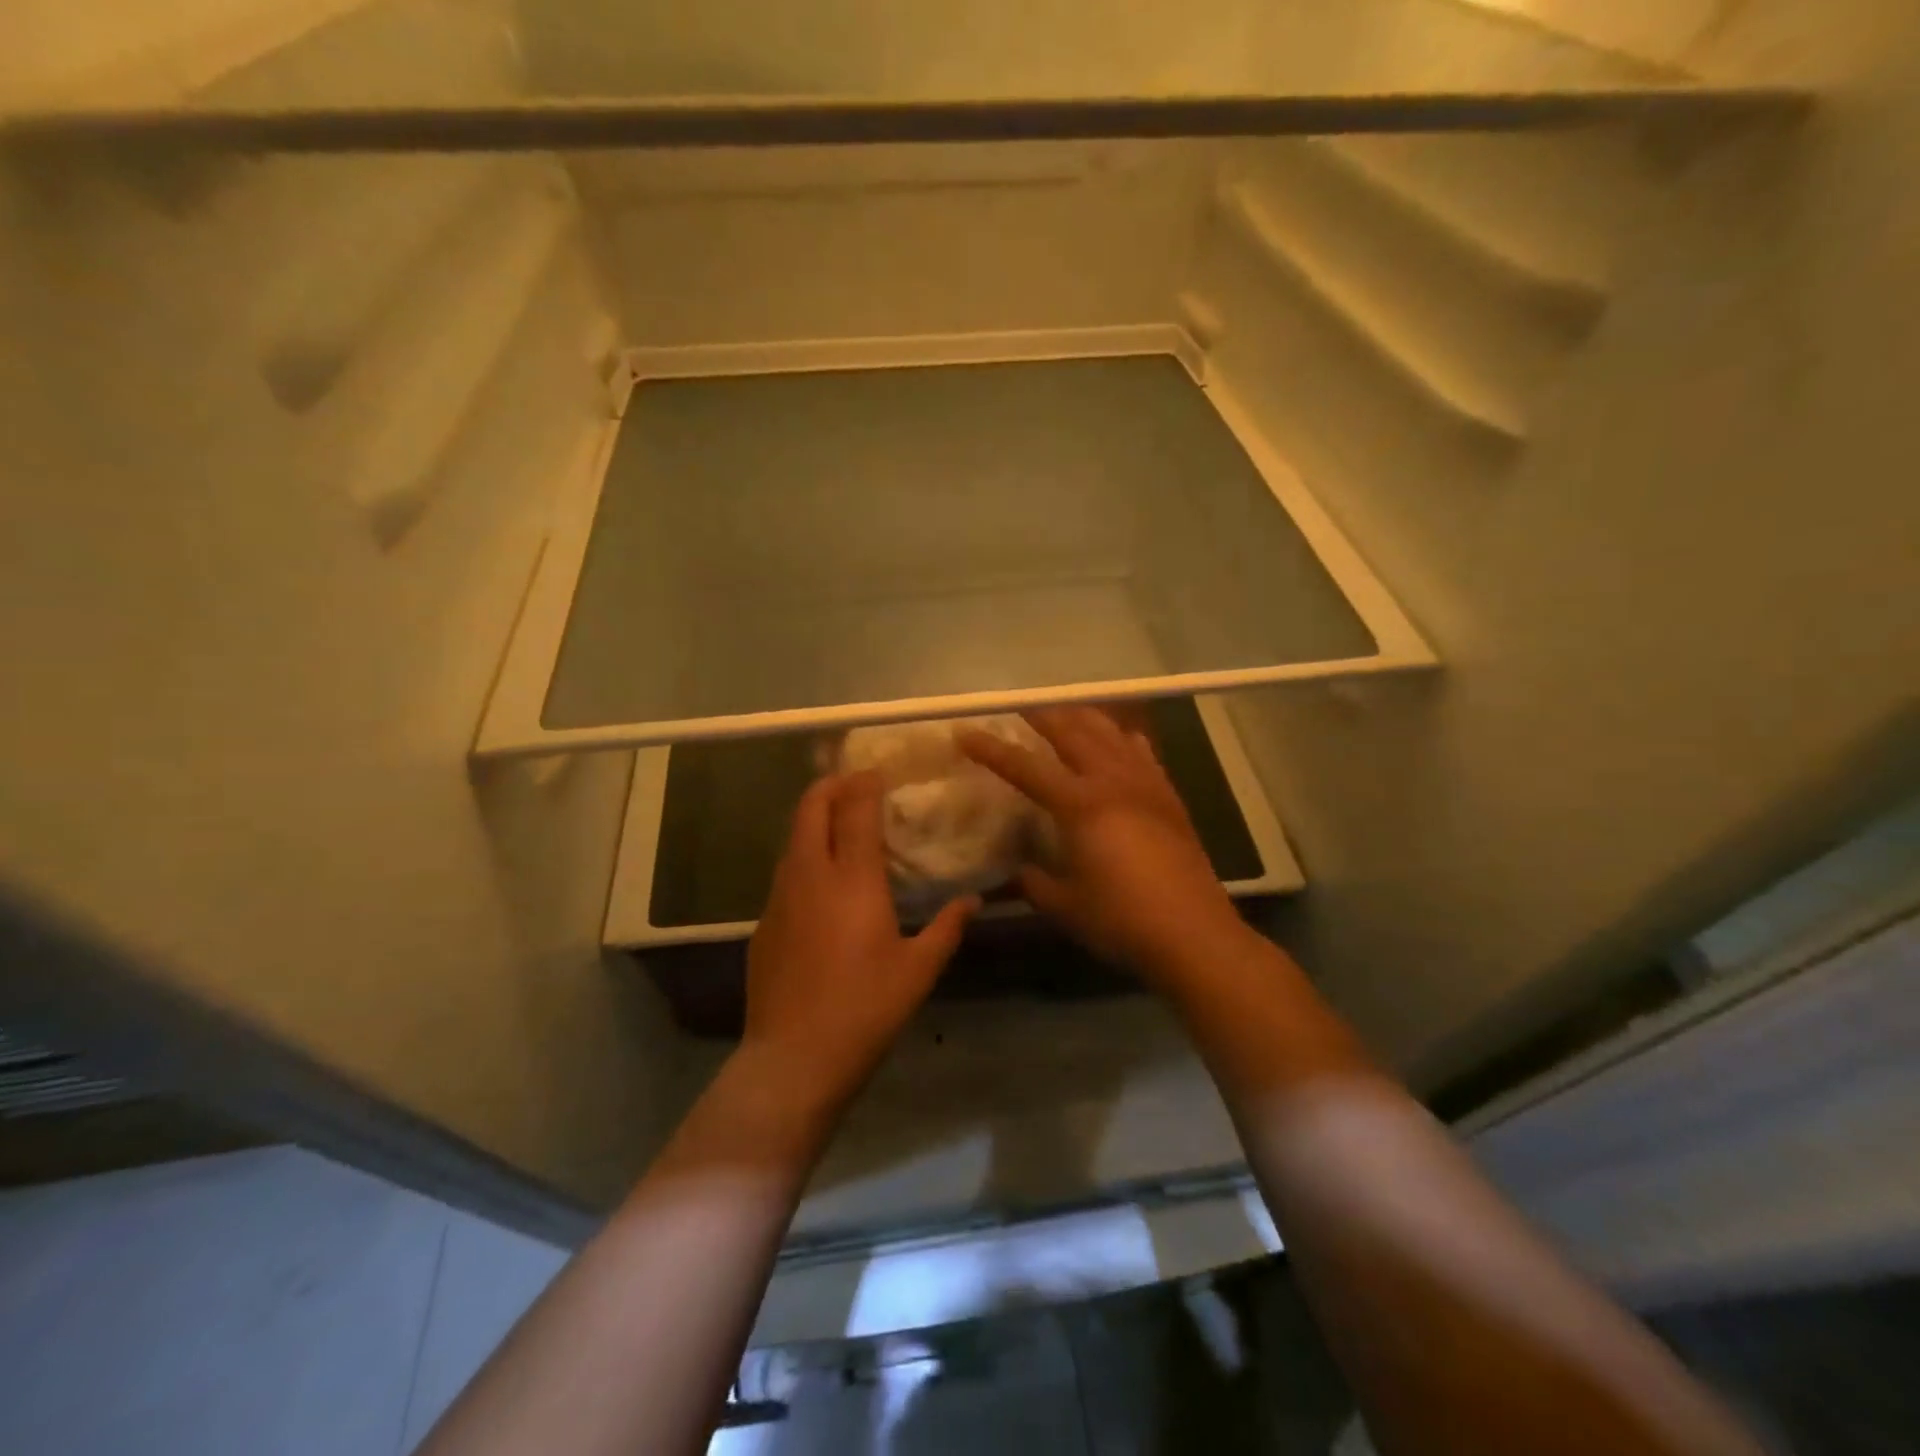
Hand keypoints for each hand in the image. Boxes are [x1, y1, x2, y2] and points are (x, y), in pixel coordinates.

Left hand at [743, 771, 977, 1105]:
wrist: (793, 1059)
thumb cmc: (865, 1009)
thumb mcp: (919, 971)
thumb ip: (947, 928)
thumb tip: (974, 901)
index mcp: (852, 879)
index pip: (855, 810)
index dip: (865, 784)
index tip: (878, 773)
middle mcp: (810, 875)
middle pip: (810, 808)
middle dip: (830, 786)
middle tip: (854, 784)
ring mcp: (780, 898)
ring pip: (793, 840)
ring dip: (814, 821)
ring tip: (841, 827)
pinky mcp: (763, 923)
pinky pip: (785, 873)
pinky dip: (804, 858)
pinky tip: (822, 884)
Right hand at [960, 707, 1251, 984]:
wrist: (1193, 933)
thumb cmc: (1121, 919)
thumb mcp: (1065, 904)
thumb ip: (1034, 882)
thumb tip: (1017, 870)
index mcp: (1080, 805)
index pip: (1025, 767)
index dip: (991, 749)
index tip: (965, 732)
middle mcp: (1112, 782)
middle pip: (1072, 732)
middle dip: (1041, 715)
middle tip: (1019, 705)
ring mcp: (1145, 785)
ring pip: (1110, 734)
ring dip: (1083, 718)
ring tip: (1065, 712)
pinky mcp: (1169, 797)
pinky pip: (1142, 753)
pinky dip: (1123, 739)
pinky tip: (1120, 740)